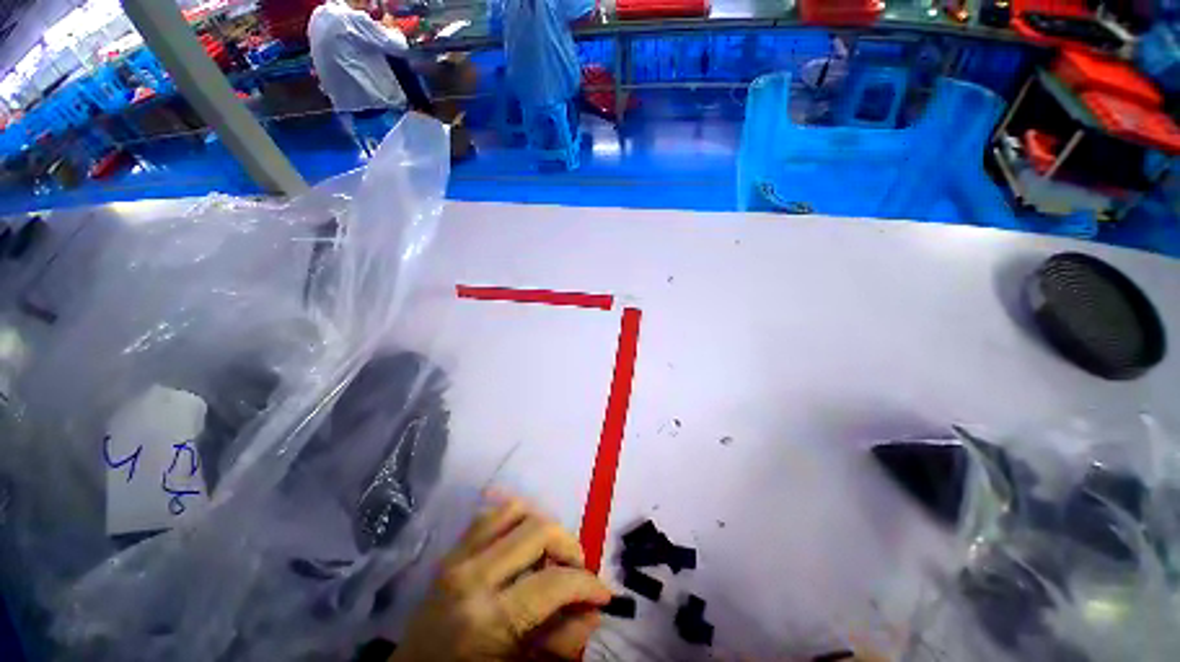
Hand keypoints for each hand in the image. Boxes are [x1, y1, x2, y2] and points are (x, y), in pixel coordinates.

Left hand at [391, 494, 611, 660]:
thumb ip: (561, 640)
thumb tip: (594, 609)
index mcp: (487, 617)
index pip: (552, 582)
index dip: (586, 583)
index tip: (602, 592)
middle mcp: (472, 574)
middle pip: (538, 530)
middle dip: (567, 545)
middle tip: (576, 568)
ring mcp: (458, 555)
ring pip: (515, 509)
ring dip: (541, 525)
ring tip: (549, 552)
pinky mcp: (451, 548)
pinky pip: (490, 514)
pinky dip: (515, 518)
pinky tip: (522, 541)